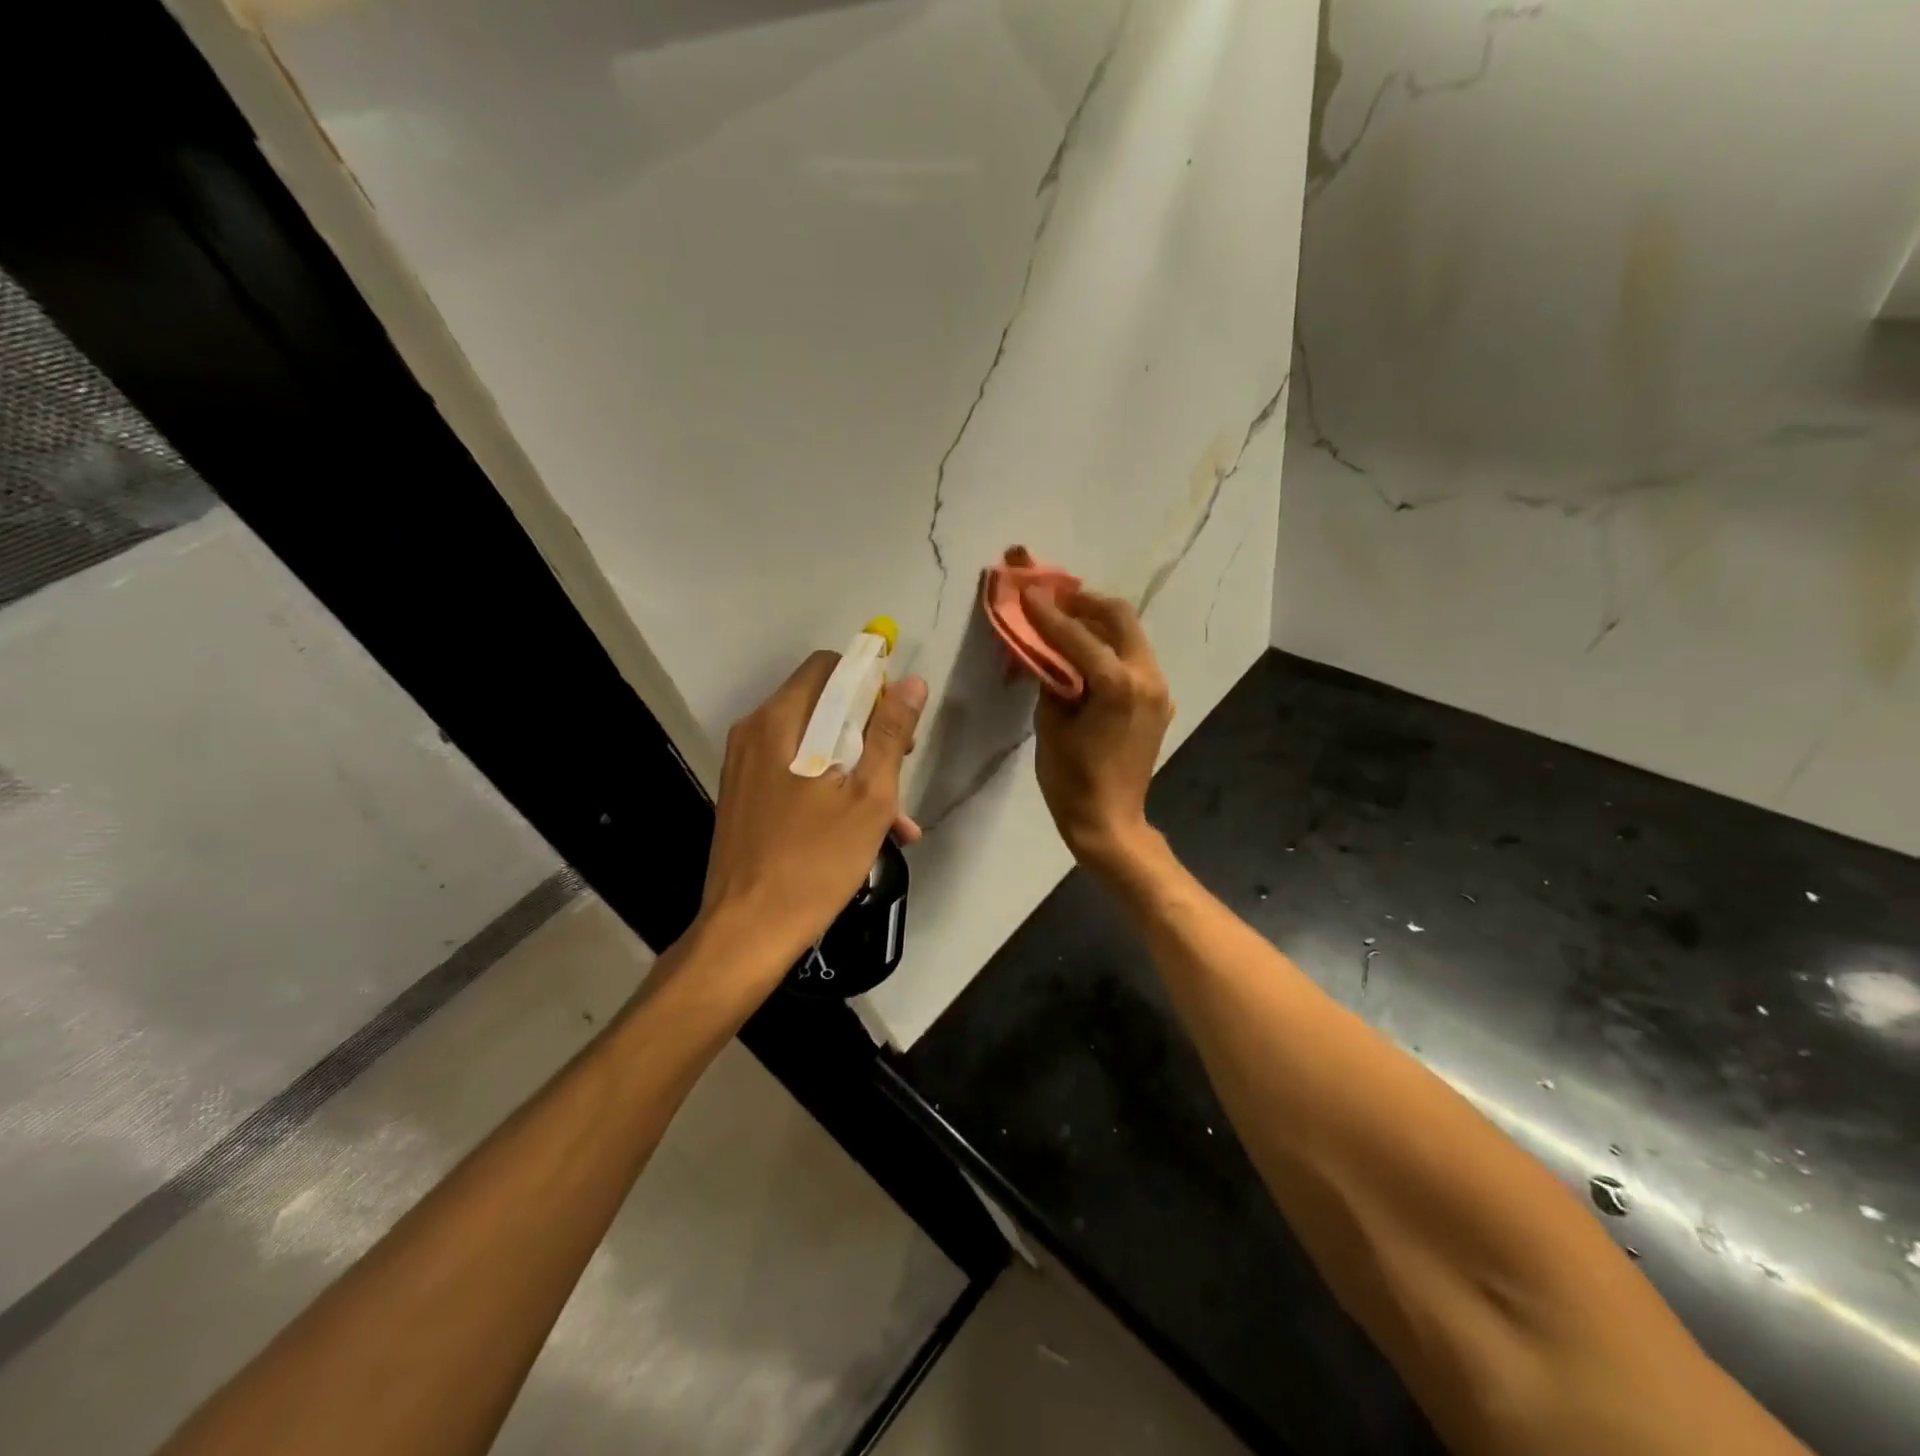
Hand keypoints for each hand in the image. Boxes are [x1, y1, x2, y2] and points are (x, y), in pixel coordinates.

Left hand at [699, 652, 926, 974]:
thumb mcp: (868, 797)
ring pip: (813, 744)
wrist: (746, 933)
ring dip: (857, 766)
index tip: (897, 723)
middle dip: (869, 730)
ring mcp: (745, 767)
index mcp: (780, 721)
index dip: (870, 684)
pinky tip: (866, 832)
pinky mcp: (745, 798)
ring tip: (897, 814)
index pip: (829, 667)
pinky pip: (795, 774)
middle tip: (902, 766)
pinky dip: (831, 788)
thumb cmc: (814, 862)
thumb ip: (890, 733)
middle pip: (822, 705)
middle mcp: (755, 733)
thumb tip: (911, 682)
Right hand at [1022, 586, 1172, 871]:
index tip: (1027, 591)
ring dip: (1099, 623)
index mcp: (1117, 684)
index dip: (1048, 613)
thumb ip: (1051, 679)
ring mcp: (1158, 689)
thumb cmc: (1071, 780)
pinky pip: (1135, 660)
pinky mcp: (1159, 702)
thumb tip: (1044, 650)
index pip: (1077, 635)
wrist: (1110, 821)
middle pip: (1120, 617)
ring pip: (1131, 636)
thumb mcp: (1050, 725)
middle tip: (1054, 601)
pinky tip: (1086, 655)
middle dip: (1084, 603)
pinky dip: (1110, 648)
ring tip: (1066, 622)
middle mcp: (1146, 678)